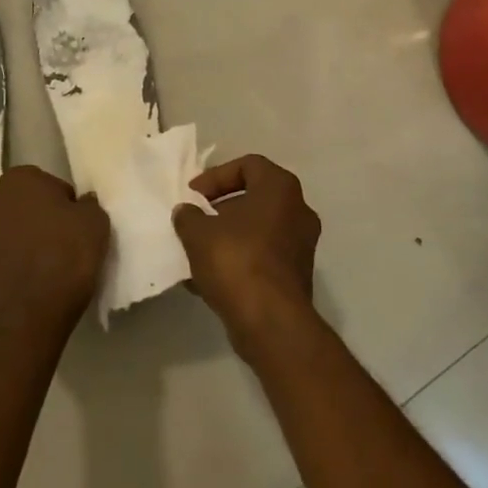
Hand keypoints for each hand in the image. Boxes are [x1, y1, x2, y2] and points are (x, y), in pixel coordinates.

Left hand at [0, 166, 109, 332]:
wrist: (37, 308)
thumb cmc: (68, 251)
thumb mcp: (95, 219)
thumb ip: (87, 203)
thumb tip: (80, 204)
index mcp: (19, 179)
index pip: (47, 182)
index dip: (63, 200)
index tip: (75, 219)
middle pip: (24, 203)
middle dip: (39, 214)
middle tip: (63, 235)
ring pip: (11, 227)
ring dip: (25, 236)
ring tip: (49, 257)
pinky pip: (4, 253)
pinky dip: (17, 258)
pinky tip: (36, 273)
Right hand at [173, 155, 320, 360]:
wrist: (271, 323)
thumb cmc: (237, 261)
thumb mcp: (199, 233)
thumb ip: (188, 216)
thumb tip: (186, 212)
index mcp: (280, 188)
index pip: (248, 164)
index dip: (216, 176)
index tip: (194, 196)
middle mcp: (298, 210)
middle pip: (253, 197)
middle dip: (220, 209)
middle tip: (195, 221)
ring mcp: (300, 245)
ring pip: (257, 230)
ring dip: (226, 237)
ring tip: (196, 253)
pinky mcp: (296, 276)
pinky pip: (262, 257)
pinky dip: (238, 261)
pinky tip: (207, 281)